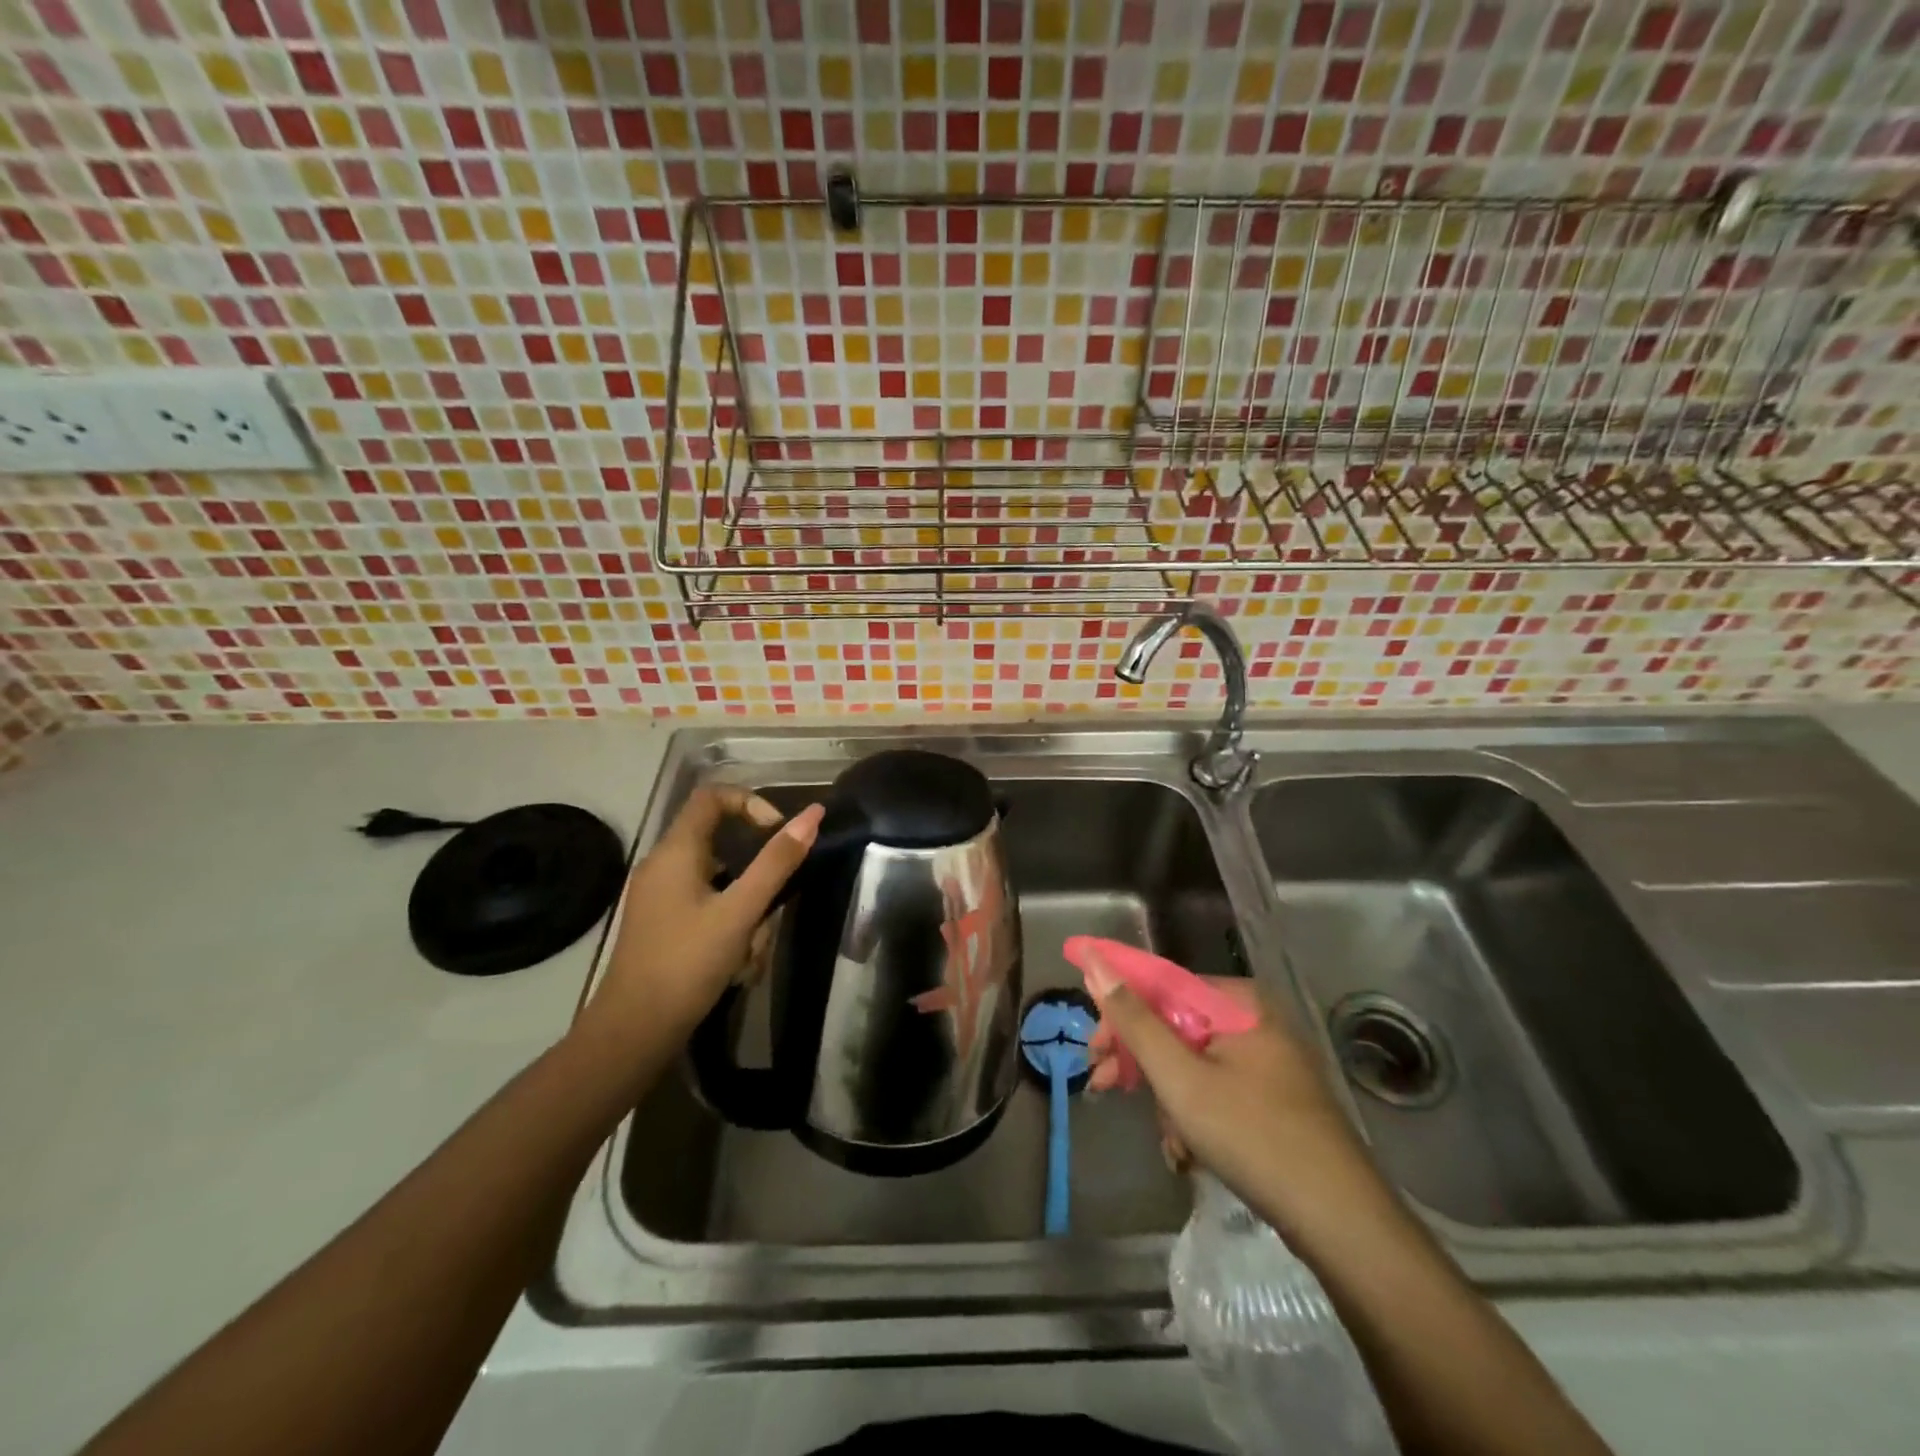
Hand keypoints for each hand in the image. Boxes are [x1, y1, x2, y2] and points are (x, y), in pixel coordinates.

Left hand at [584, 786, 822, 1045]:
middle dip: (755, 876)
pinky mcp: (662, 923)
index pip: (713, 796)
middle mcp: (662, 865)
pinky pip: (706, 906)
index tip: (778, 833)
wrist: (634, 1031)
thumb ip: (777, 862)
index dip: (751, 803)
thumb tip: (813, 815)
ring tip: (751, 951)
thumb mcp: (741, 911)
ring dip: (746, 909)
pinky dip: (729, 926)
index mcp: (675, 851)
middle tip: (769, 909)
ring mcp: (659, 896)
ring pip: (719, 881)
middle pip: (721, 843)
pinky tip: (737, 965)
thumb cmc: (688, 963)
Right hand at [1083, 949, 1359, 1205]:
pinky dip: (1195, 1112)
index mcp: (1238, 1000)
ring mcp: (1269, 1058)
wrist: (1342, 1222)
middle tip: (1105, 1088)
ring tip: (1168, 1140)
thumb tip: (1094, 960)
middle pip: (1175, 1025)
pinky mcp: (1275, 1094)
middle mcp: (1255, 1018)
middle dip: (1140, 1062)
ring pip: (1192, 1061)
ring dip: (1167, 1097)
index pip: (1160, 987)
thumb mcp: (1181, 1078)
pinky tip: (1189, 1150)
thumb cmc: (1253, 1137)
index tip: (1093, 1052)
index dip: (1119, 1015)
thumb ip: (1134, 1020)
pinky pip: (1216, 1086)